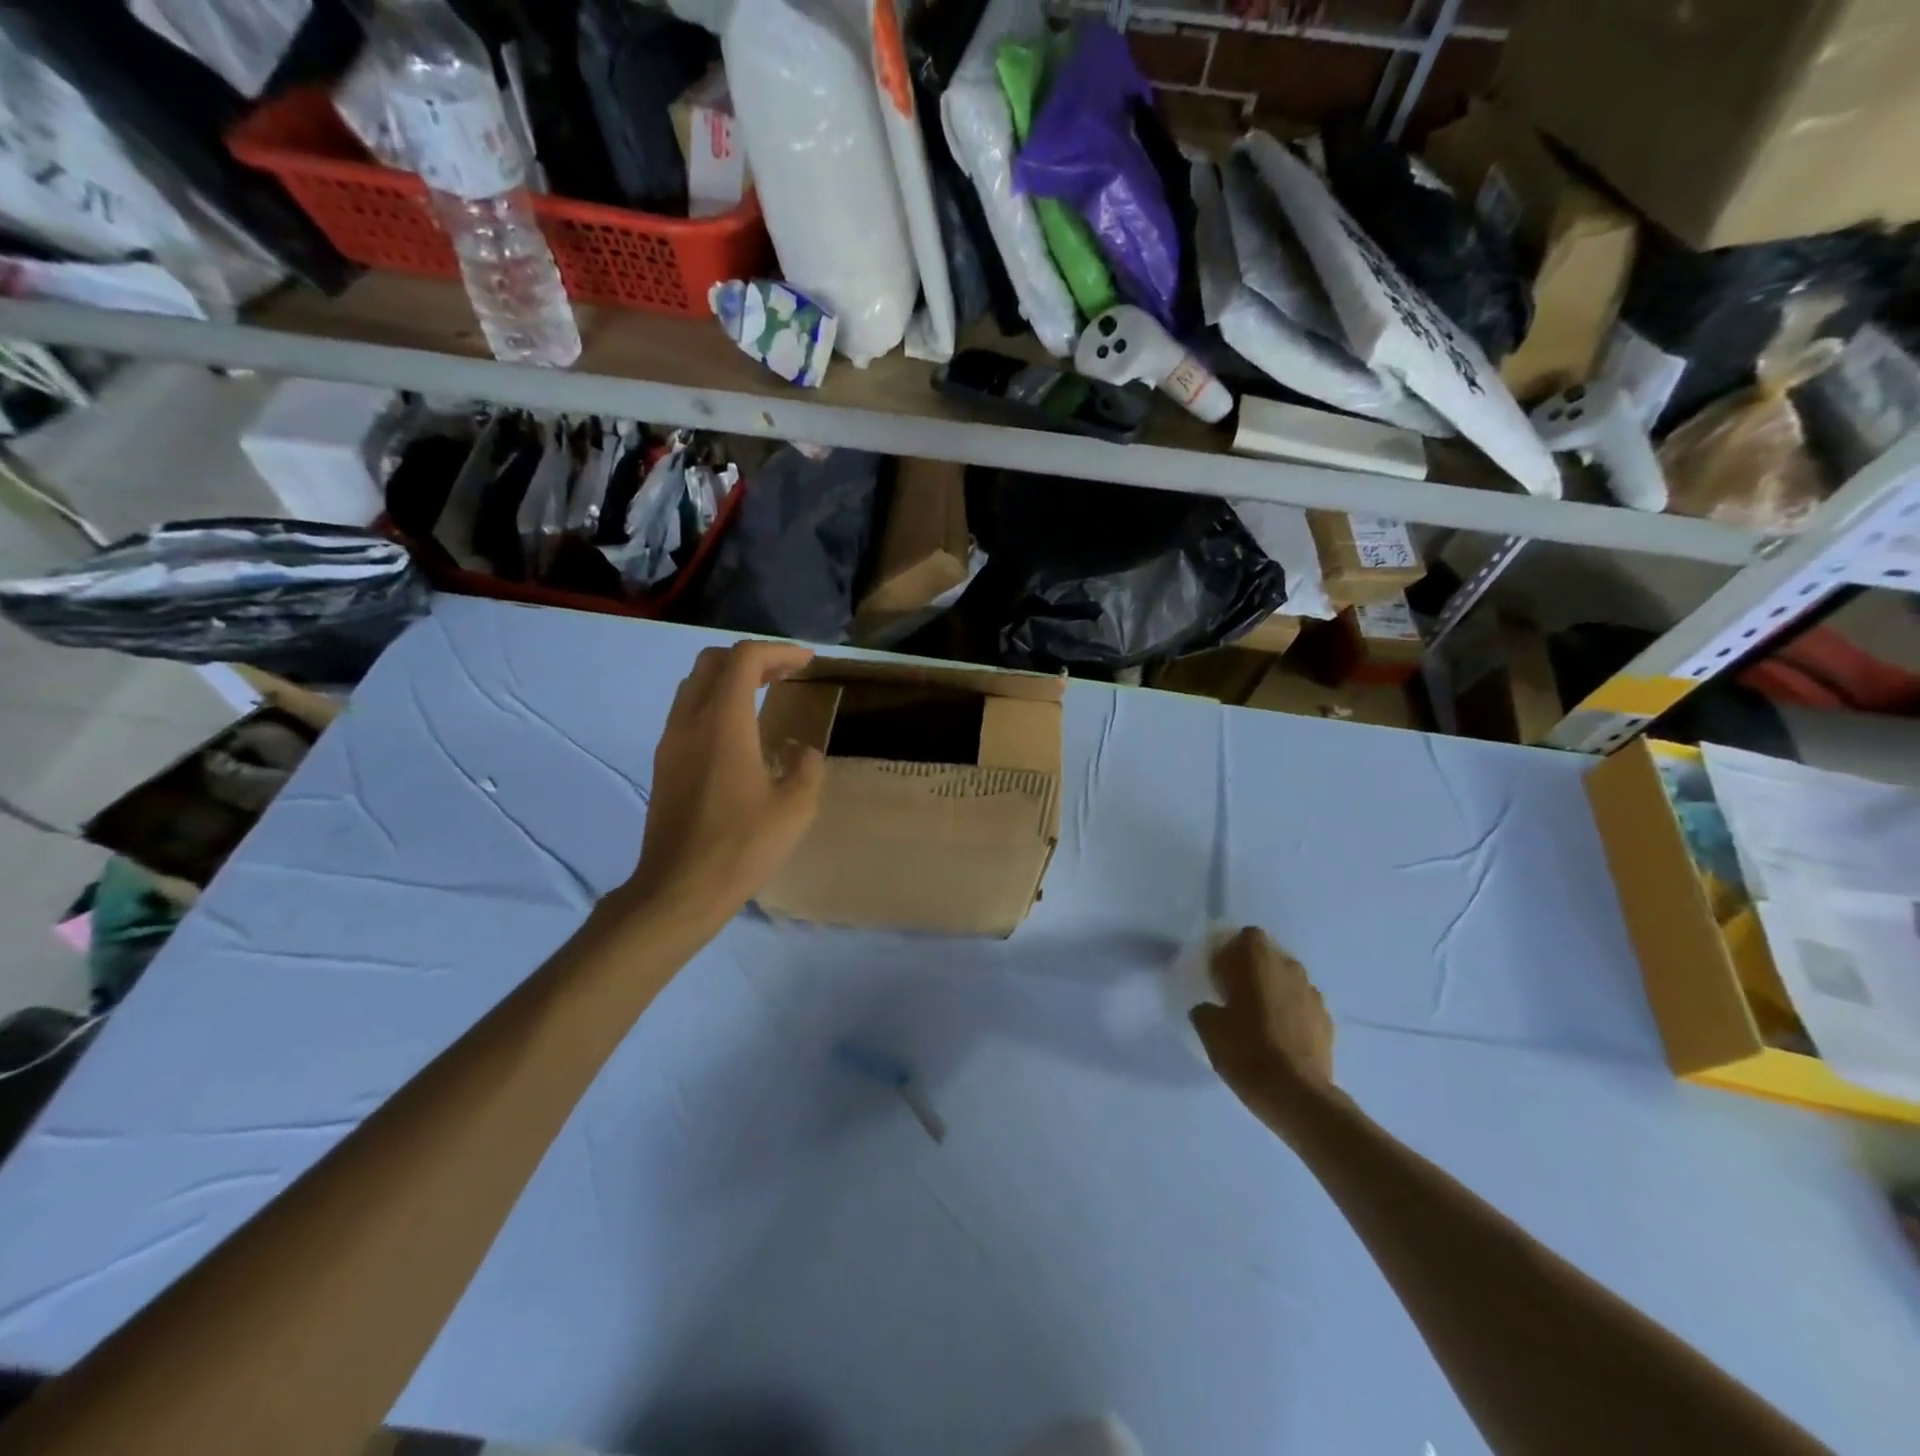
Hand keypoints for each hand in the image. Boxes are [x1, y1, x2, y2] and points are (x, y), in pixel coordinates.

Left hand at [623, 640, 824, 932]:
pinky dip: (716, 704)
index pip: (745, 659)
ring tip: (764, 696)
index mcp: (724, 723)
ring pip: (695, 686)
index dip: (780, 651)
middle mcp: (690, 722)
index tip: (807, 663)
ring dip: (730, 680)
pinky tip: (740, 734)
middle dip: (752, 659)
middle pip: (713, 662)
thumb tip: (801, 751)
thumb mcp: (795, 807)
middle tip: (785, 674)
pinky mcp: (664, 765)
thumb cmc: (741, 846)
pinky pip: (688, 713)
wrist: (679, 890)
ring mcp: (671, 743)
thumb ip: (806, 768)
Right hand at [1190, 927, 1334, 1118]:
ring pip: (1288, 982)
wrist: (1296, 1094)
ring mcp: (1312, 993)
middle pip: (1268, 958)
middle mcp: (1288, 967)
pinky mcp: (1327, 1020)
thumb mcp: (1208, 1028)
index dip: (1232, 953)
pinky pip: (1303, 1007)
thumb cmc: (1246, 1050)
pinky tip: (1281, 1040)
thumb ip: (1206, 1008)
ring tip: (1261, 1022)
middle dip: (1254, 972)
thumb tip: (1211, 1009)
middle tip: (1237, 998)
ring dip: (1275, 993)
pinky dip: (1292, 1016)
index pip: (1246, 936)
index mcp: (1257, 960)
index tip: (1221, 976)